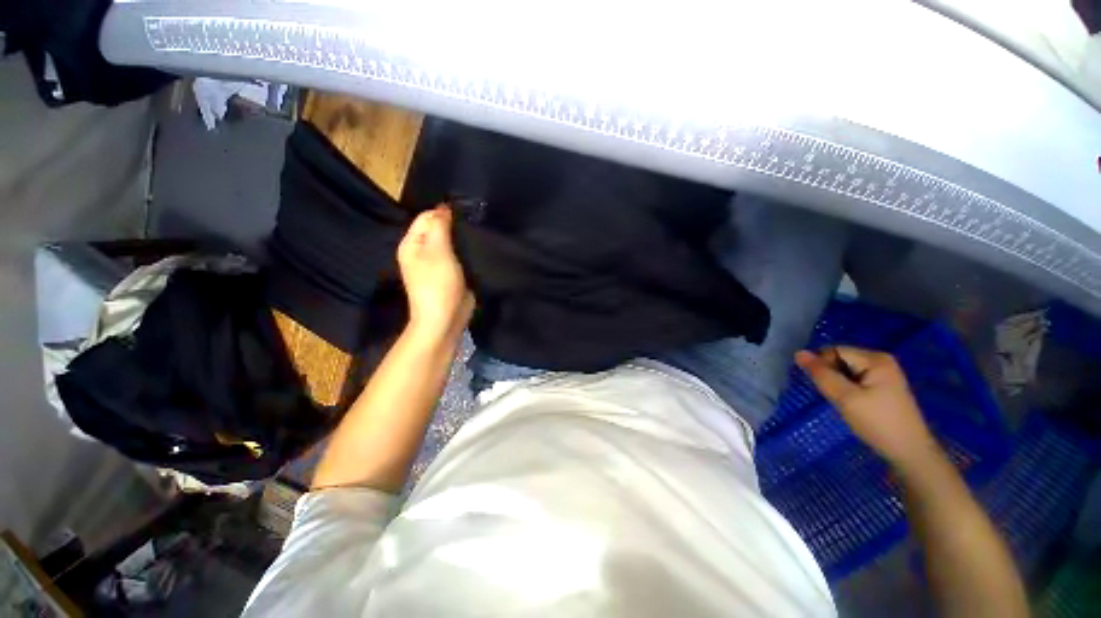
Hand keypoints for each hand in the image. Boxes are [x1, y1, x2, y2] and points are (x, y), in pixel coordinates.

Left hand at [397, 206, 473, 340]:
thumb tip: (444, 207)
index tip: (467, 214)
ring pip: (451, 243)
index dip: (445, 213)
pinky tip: (478, 249)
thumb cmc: (438, 284)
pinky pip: (459, 257)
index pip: (427, 217)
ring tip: (478, 234)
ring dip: (463, 240)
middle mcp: (423, 251)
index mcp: (412, 243)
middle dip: (455, 226)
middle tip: (475, 224)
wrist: (445, 319)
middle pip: (439, 229)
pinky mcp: (451, 274)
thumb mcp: (437, 251)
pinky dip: (467, 252)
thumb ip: (439, 226)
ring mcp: (438, 264)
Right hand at [795, 347, 940, 469]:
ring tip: (843, 403)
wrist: (909, 452)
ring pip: (845, 371)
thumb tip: (798, 353)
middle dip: (831, 376)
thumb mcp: (845, 398)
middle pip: (840, 359)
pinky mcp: (882, 386)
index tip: (825, 388)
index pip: (834, 351)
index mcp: (875, 359)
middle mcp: (880, 360)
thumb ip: (821, 374)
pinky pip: (854, 379)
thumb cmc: (877, 422)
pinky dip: (847, 390)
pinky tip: (852, 405)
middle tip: (835, 398)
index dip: (822, 366)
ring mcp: (883, 374)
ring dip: (837, 384)